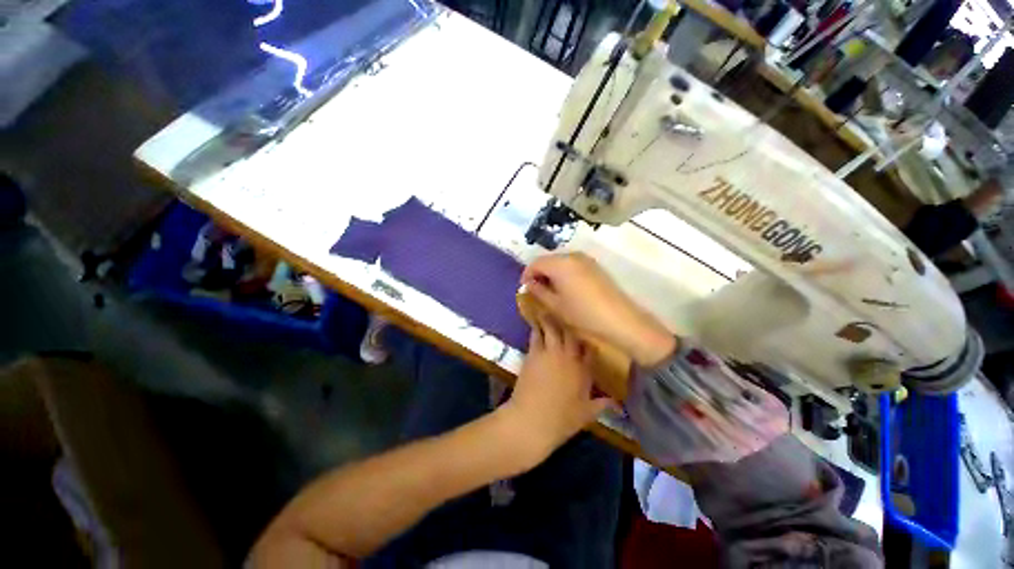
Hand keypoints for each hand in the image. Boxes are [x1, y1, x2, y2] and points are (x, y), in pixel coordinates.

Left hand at [498, 313, 615, 466]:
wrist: (531, 420)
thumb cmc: (561, 420)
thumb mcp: (586, 414)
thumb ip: (602, 404)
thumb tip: (618, 402)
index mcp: (584, 370)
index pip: (590, 349)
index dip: (590, 339)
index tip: (590, 330)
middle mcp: (568, 357)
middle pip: (571, 333)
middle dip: (570, 321)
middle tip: (569, 309)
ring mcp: (550, 352)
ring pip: (553, 329)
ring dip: (552, 318)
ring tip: (550, 306)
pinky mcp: (533, 353)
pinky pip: (536, 335)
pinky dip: (536, 327)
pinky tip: (535, 320)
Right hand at [521, 253, 675, 366]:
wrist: (620, 319)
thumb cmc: (583, 313)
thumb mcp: (555, 305)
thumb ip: (538, 291)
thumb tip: (529, 284)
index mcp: (560, 264)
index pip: (535, 263)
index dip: (527, 275)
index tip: (524, 289)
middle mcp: (572, 256)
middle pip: (548, 260)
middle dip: (539, 273)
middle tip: (536, 291)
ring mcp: (586, 260)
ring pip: (560, 262)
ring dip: (551, 273)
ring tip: (550, 291)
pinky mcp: (595, 266)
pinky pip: (572, 265)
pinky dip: (564, 273)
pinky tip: (566, 289)